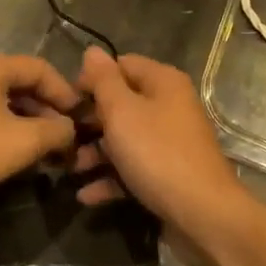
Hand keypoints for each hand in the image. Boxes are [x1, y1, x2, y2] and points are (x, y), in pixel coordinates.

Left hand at [0, 55, 83, 220]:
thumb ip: (56, 131)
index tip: (82, 119)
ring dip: (29, 123)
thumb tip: (72, 130)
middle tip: (67, 139)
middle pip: (21, 83)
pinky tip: (17, 155)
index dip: (66, 93)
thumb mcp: (22, 143)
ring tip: (47, 151)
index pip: (40, 68)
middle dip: (48, 111)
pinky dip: (7, 129)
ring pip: (3, 101)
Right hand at [75, 48, 253, 249]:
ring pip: (125, 139)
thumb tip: (92, 51)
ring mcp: (171, 142)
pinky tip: (86, 195)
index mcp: (163, 82)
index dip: (92, 79)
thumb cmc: (157, 153)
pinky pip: (134, 168)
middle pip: (122, 104)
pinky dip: (111, 179)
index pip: (121, 65)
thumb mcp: (122, 111)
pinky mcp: (169, 174)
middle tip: (63, 136)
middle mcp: (170, 107)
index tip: (68, 101)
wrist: (203, 215)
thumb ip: (103, 80)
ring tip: (70, 169)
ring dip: (96, 153)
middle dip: (90, 121)